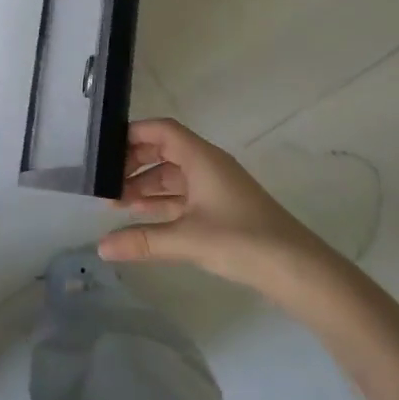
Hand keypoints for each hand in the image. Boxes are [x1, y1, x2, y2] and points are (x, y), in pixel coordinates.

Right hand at [98, 119, 324, 286]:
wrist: (297, 269)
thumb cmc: (241, 240)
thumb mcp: (187, 239)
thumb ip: (142, 240)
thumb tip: (101, 247)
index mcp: (201, 158)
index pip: (161, 130)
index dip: (132, 135)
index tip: (105, 151)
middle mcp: (207, 165)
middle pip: (164, 151)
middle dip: (134, 165)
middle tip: (106, 185)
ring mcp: (216, 187)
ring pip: (173, 176)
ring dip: (146, 186)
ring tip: (117, 205)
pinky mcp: (221, 209)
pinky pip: (183, 196)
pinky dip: (162, 203)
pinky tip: (143, 218)